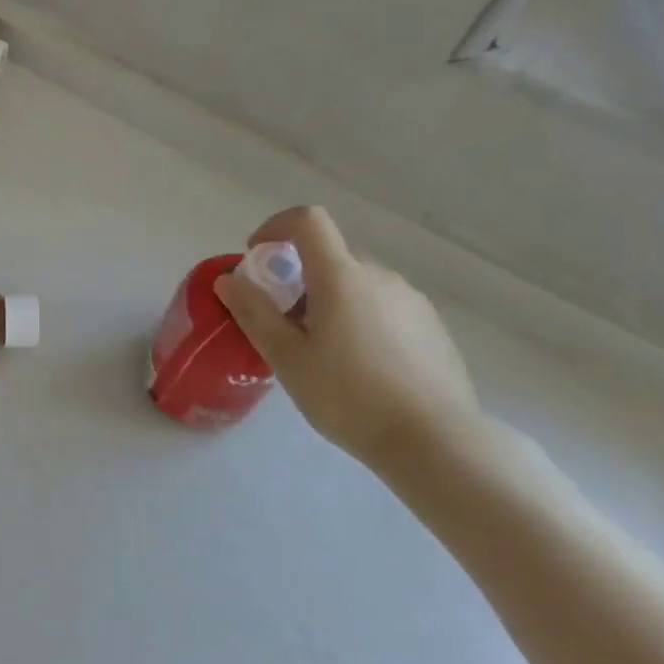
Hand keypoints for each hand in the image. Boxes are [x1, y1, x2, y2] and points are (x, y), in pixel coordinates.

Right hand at [213, 206, 482, 469]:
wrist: (435, 442)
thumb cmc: (348, 397)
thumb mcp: (287, 358)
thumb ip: (254, 313)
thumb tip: (229, 280)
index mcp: (342, 277)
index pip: (308, 221)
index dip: (275, 226)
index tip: (257, 256)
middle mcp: (380, 277)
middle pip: (330, 257)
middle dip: (298, 278)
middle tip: (283, 323)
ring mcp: (412, 301)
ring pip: (357, 284)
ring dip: (330, 300)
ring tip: (322, 352)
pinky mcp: (432, 327)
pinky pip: (383, 306)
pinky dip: (360, 318)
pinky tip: (360, 367)